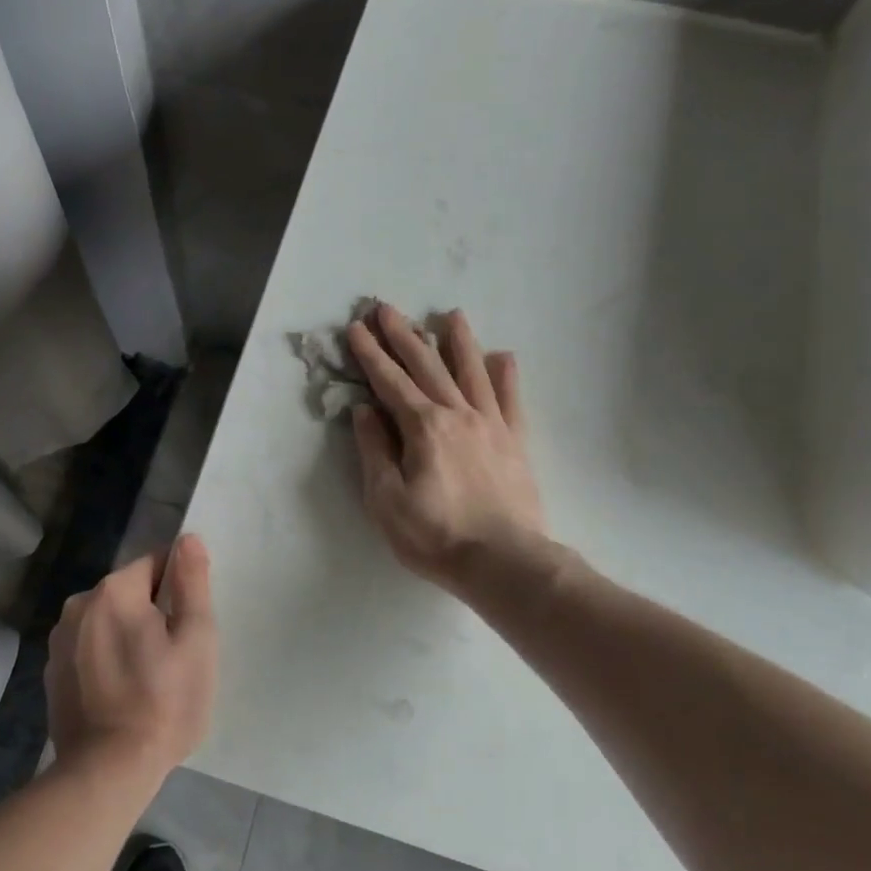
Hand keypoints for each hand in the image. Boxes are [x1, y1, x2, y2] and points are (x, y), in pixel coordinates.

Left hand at [46, 534, 218, 782]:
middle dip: (153, 613)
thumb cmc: (164, 702)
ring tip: (149, 680)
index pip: (155, 564)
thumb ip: (193, 583)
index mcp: (113, 591)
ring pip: (108, 622)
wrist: (107, 772)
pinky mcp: (51, 674)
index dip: (180, 589)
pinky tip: (122, 694)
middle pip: (129, 593)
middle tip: (175, 658)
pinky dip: (107, 660)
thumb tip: (188, 538)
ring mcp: (59, 642)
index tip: (190, 625)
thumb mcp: (196, 639)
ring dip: (128, 636)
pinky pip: (89, 650)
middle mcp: (78, 605)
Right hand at [347, 303, 545, 593]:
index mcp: (423, 427)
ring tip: (451, 314)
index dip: (370, 353)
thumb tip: (365, 410)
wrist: (504, 562)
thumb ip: (375, 450)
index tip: (355, 327)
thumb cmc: (435, 535)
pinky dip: (505, 375)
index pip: (389, 381)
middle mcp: (457, 414)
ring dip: (458, 341)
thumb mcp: (386, 500)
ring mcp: (491, 424)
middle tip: (387, 307)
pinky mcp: (515, 441)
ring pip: (472, 372)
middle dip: (404, 335)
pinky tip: (503, 356)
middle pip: (427, 365)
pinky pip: (510, 399)